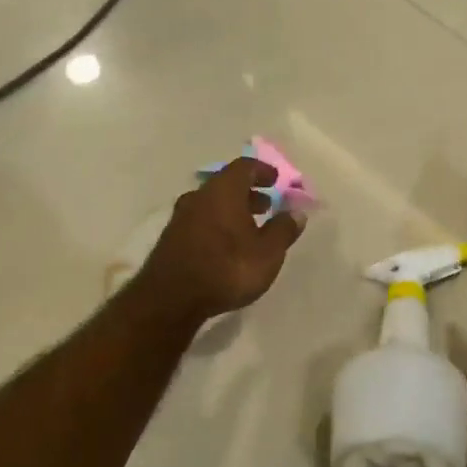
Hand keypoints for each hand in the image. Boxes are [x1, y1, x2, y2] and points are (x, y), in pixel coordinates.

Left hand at [136, 157, 303, 323]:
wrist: (171, 299)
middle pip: (226, 185)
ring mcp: (180, 217)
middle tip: (266, 206)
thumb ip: (283, 230)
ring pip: (211, 204)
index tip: (275, 180)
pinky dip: (217, 224)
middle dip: (248, 193)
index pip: (244, 167)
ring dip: (232, 210)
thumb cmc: (227, 268)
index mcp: (223, 190)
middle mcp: (199, 196)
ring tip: (249, 228)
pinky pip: (200, 221)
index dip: (262, 170)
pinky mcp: (171, 239)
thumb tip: (295, 213)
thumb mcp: (267, 253)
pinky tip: (227, 246)